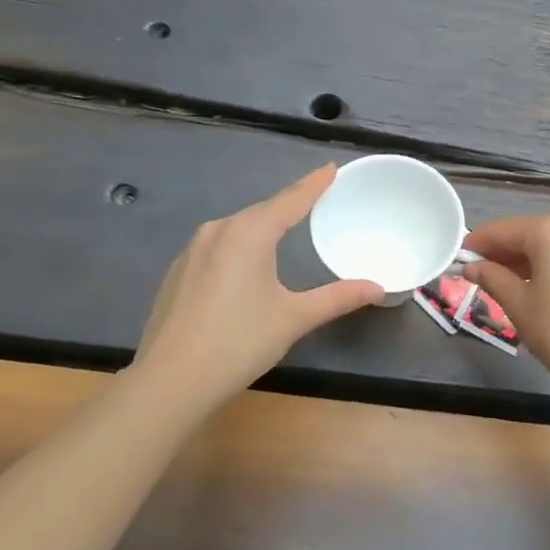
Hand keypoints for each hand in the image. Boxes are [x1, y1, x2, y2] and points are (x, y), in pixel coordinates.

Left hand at [134, 166, 382, 394]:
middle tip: (315, 198)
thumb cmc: (239, 342)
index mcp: (249, 233)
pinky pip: (218, 247)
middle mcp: (218, 231)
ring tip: (284, 228)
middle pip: (262, 211)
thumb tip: (378, 288)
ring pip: (237, 229)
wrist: (170, 381)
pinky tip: (246, 264)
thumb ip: (338, 298)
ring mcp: (192, 252)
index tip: (331, 167)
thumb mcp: (295, 318)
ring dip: (263, 226)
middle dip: (289, 205)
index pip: (291, 200)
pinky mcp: (178, 273)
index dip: (314, 184)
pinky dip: (240, 247)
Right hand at [462, 215, 549, 393]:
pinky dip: (548, 266)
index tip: (458, 259)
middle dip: (501, 253)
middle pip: (527, 234)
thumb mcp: (518, 304)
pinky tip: (536, 288)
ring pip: (549, 246)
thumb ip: (492, 278)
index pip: (502, 230)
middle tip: (477, 275)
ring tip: (503, 285)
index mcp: (549, 231)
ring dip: (524, 261)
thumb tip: (472, 267)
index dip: (477, 244)